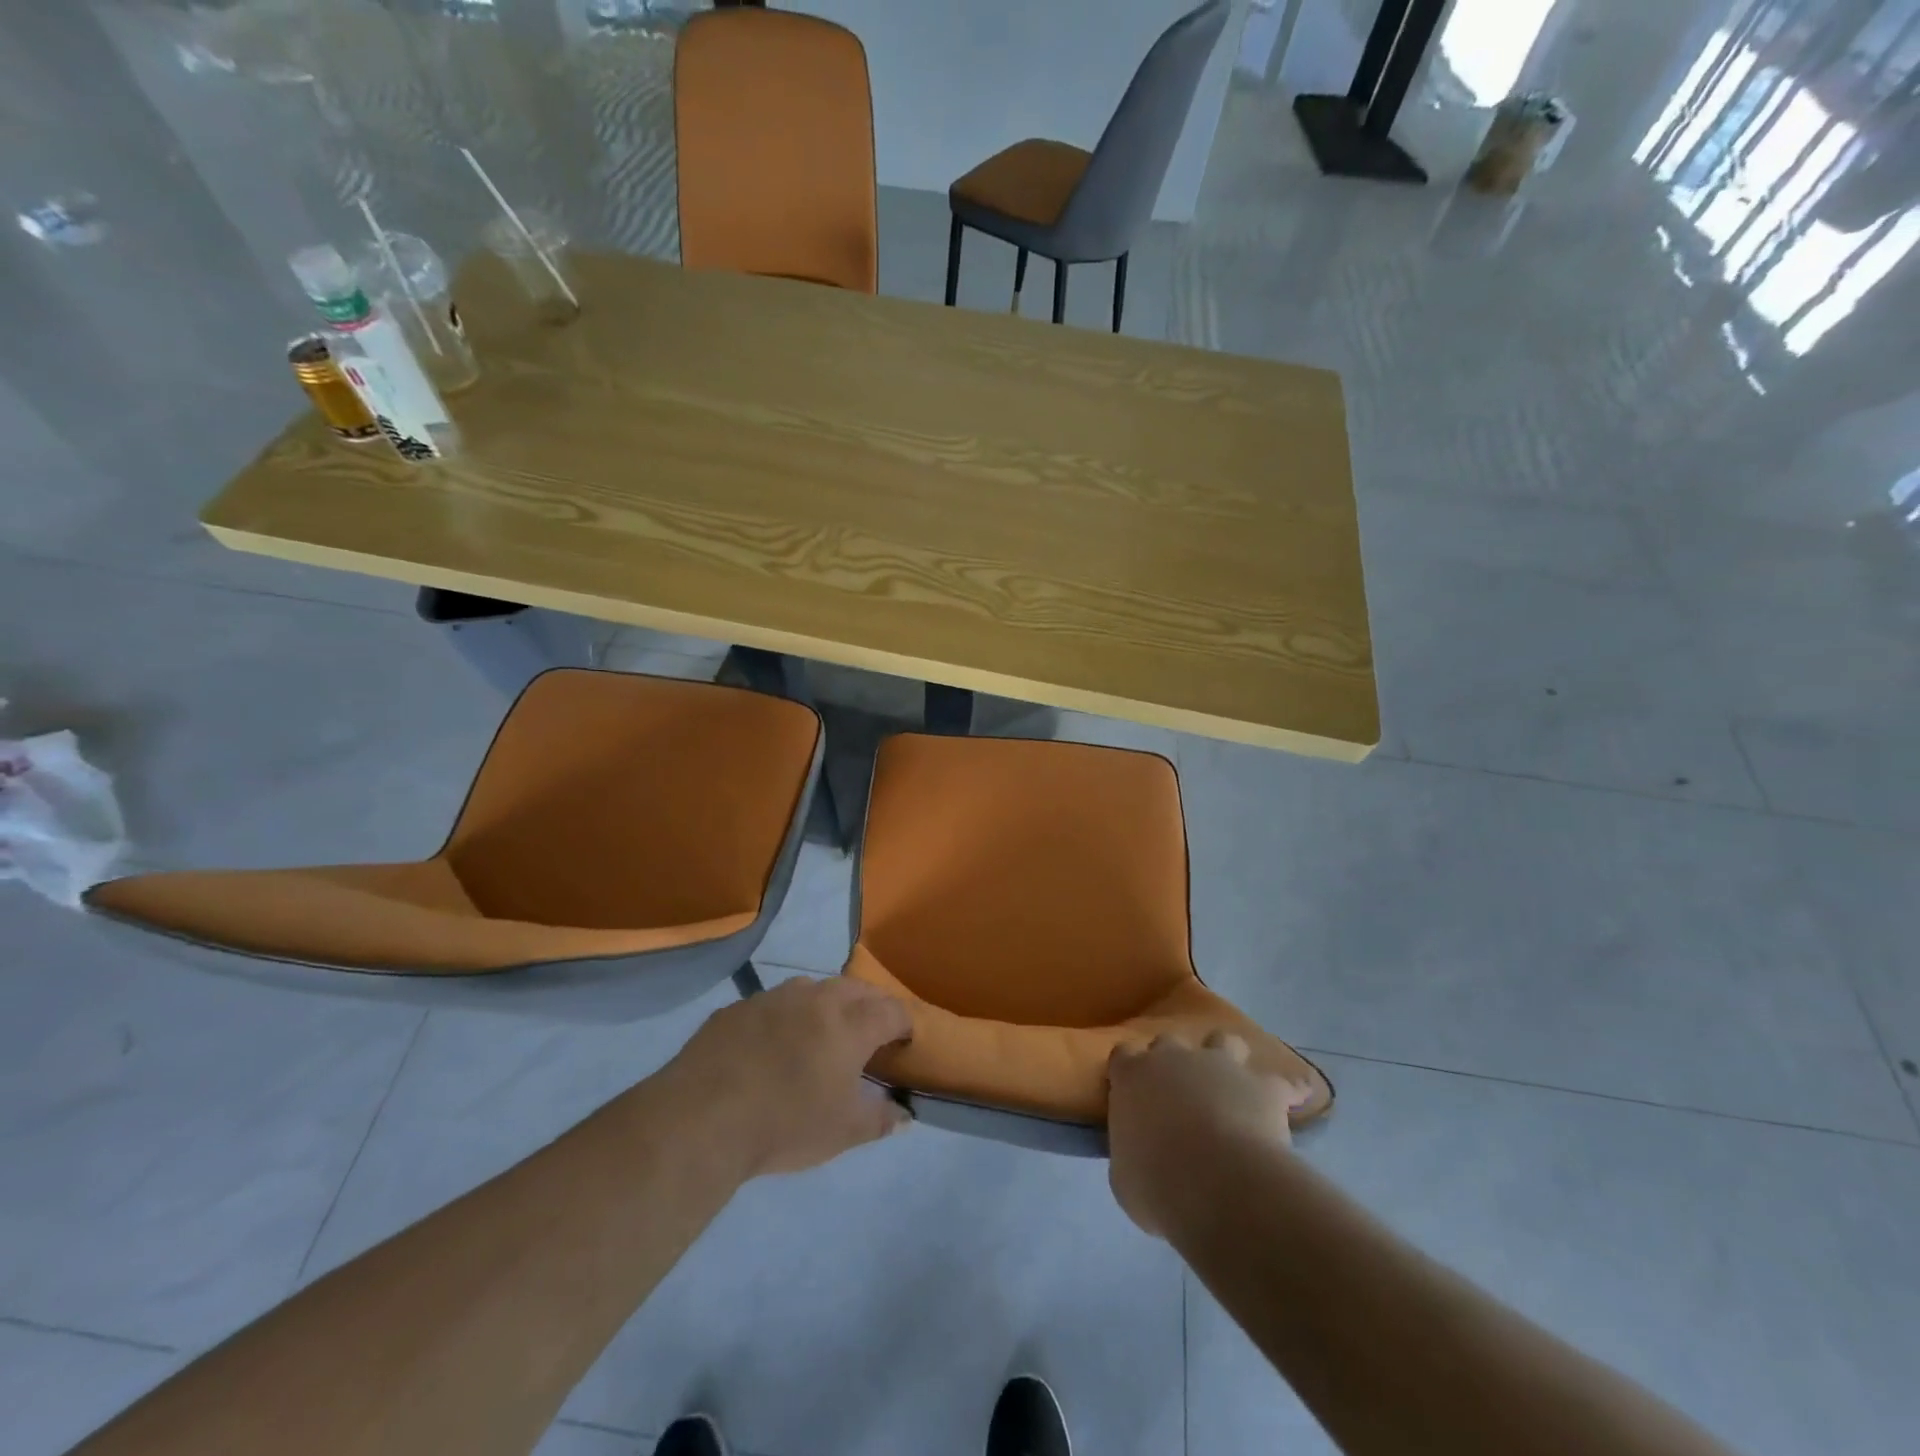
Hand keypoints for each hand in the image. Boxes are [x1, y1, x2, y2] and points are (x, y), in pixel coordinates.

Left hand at [665, 975, 912, 1178]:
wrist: (702, 1118)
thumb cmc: (785, 1124)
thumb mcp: (842, 1132)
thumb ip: (879, 1119)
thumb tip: (905, 1116)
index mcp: (849, 1025)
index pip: (891, 1010)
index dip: (903, 1023)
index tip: (904, 1038)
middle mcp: (816, 999)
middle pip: (855, 989)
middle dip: (870, 1003)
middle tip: (871, 1028)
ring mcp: (773, 998)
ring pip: (812, 988)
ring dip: (826, 1002)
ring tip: (823, 1029)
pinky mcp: (737, 1008)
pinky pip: (772, 1003)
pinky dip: (785, 1016)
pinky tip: (772, 1043)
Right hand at [1107, 1031, 1313, 1236]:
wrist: (1215, 1184)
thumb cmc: (1157, 1183)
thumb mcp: (1125, 1178)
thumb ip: (1130, 1155)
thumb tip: (1141, 1157)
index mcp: (1132, 1076)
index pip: (1123, 1057)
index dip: (1130, 1071)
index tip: (1136, 1091)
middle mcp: (1173, 1058)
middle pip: (1169, 1042)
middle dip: (1175, 1062)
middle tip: (1181, 1094)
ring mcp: (1220, 1065)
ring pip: (1223, 1040)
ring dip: (1227, 1057)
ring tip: (1234, 1083)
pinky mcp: (1262, 1086)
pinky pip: (1283, 1083)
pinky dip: (1289, 1091)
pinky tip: (1296, 1100)